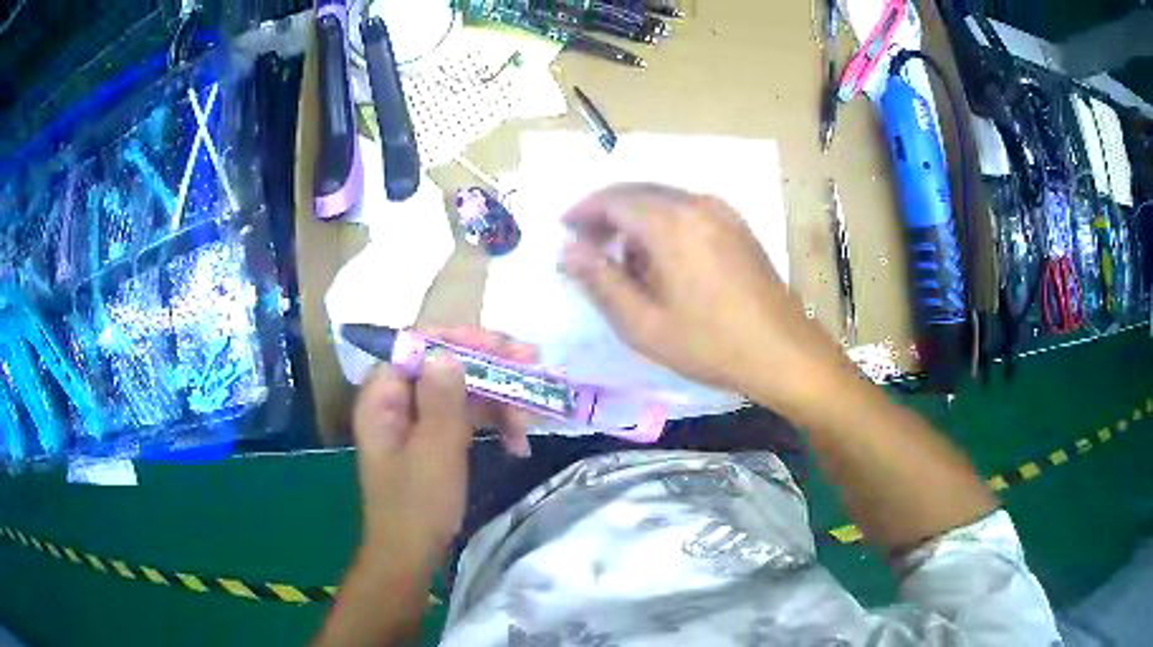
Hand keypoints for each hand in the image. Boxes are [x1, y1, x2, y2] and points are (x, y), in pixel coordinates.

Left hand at [350, 328, 535, 565]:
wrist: (412, 554)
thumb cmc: (417, 506)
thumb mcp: (434, 452)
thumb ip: (442, 400)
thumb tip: (449, 353)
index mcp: (384, 396)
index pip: (419, 345)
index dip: (461, 339)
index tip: (504, 346)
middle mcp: (398, 399)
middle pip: (445, 363)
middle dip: (491, 366)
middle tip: (534, 363)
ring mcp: (418, 418)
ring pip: (462, 389)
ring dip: (500, 399)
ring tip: (531, 419)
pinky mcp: (435, 436)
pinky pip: (467, 415)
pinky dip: (493, 423)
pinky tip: (518, 443)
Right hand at [560, 183, 846, 411]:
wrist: (783, 352)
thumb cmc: (710, 344)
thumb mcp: (644, 323)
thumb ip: (600, 281)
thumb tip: (567, 251)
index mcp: (670, 223)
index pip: (613, 200)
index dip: (583, 212)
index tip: (564, 230)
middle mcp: (696, 205)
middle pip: (638, 193)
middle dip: (606, 213)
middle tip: (587, 246)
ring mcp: (722, 212)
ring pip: (663, 200)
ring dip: (634, 219)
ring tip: (621, 259)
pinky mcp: (737, 225)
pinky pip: (687, 211)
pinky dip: (662, 223)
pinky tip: (661, 258)